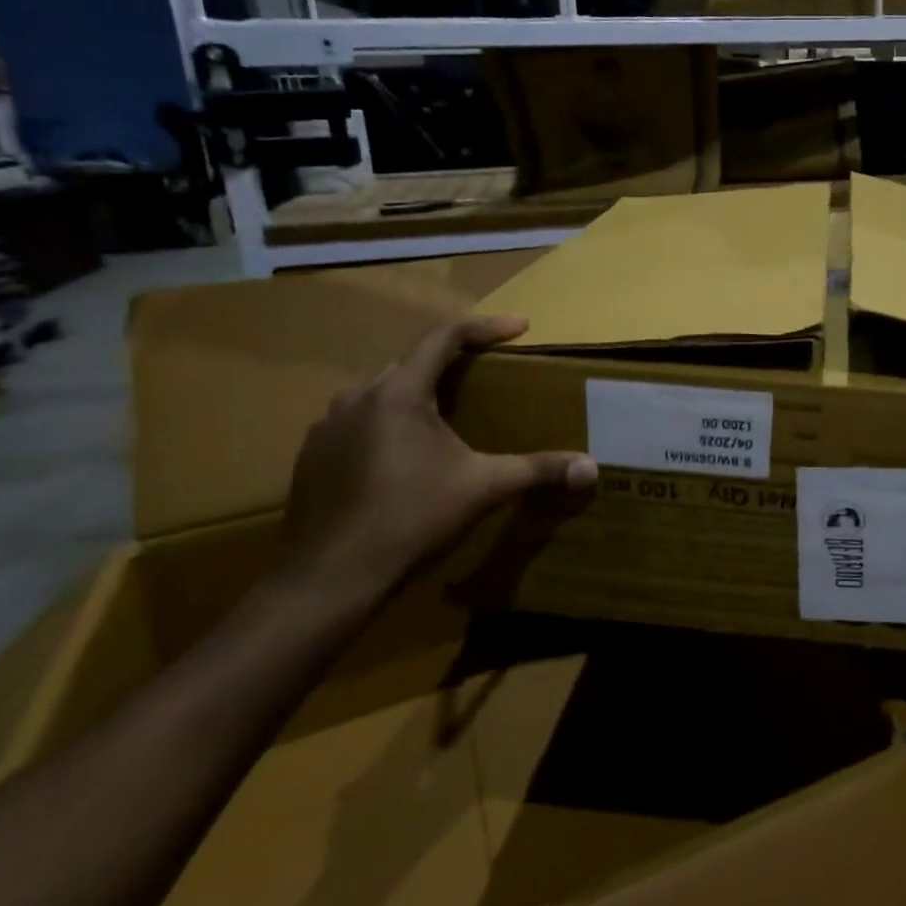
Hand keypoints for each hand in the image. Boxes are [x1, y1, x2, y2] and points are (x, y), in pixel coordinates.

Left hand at [281, 315, 597, 602]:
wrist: (331, 579)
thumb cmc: (412, 520)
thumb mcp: (483, 488)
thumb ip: (537, 470)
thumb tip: (591, 468)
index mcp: (398, 393)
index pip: (445, 336)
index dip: (487, 327)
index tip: (521, 328)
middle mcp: (356, 397)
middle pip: (413, 361)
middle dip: (454, 360)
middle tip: (490, 371)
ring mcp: (327, 427)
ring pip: (383, 392)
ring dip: (420, 394)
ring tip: (450, 416)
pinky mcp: (313, 456)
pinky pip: (360, 423)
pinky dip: (390, 424)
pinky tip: (407, 457)